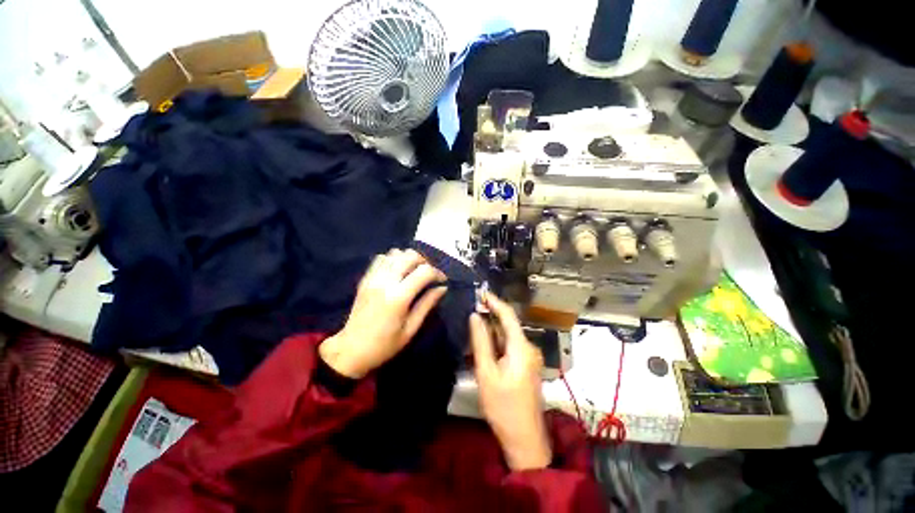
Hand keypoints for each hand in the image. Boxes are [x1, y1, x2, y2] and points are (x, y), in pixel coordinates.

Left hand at [320, 249, 446, 378]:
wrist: (350, 350)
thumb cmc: (384, 345)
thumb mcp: (411, 329)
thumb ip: (427, 304)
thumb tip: (443, 288)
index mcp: (398, 297)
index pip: (424, 271)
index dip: (437, 273)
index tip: (442, 281)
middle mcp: (385, 281)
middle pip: (410, 256)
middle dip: (425, 262)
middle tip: (429, 275)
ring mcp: (373, 278)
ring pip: (395, 253)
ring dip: (409, 259)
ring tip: (414, 272)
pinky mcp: (365, 279)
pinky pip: (381, 258)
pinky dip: (393, 259)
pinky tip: (398, 271)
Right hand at [470, 292, 550, 470]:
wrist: (525, 439)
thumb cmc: (503, 406)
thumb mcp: (486, 372)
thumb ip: (481, 341)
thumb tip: (475, 316)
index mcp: (521, 347)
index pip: (508, 315)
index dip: (494, 301)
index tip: (480, 292)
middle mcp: (528, 347)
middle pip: (508, 325)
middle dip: (490, 316)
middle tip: (470, 309)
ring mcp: (528, 357)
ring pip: (507, 336)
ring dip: (491, 330)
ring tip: (472, 324)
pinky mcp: (525, 365)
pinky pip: (509, 346)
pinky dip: (496, 342)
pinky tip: (482, 344)